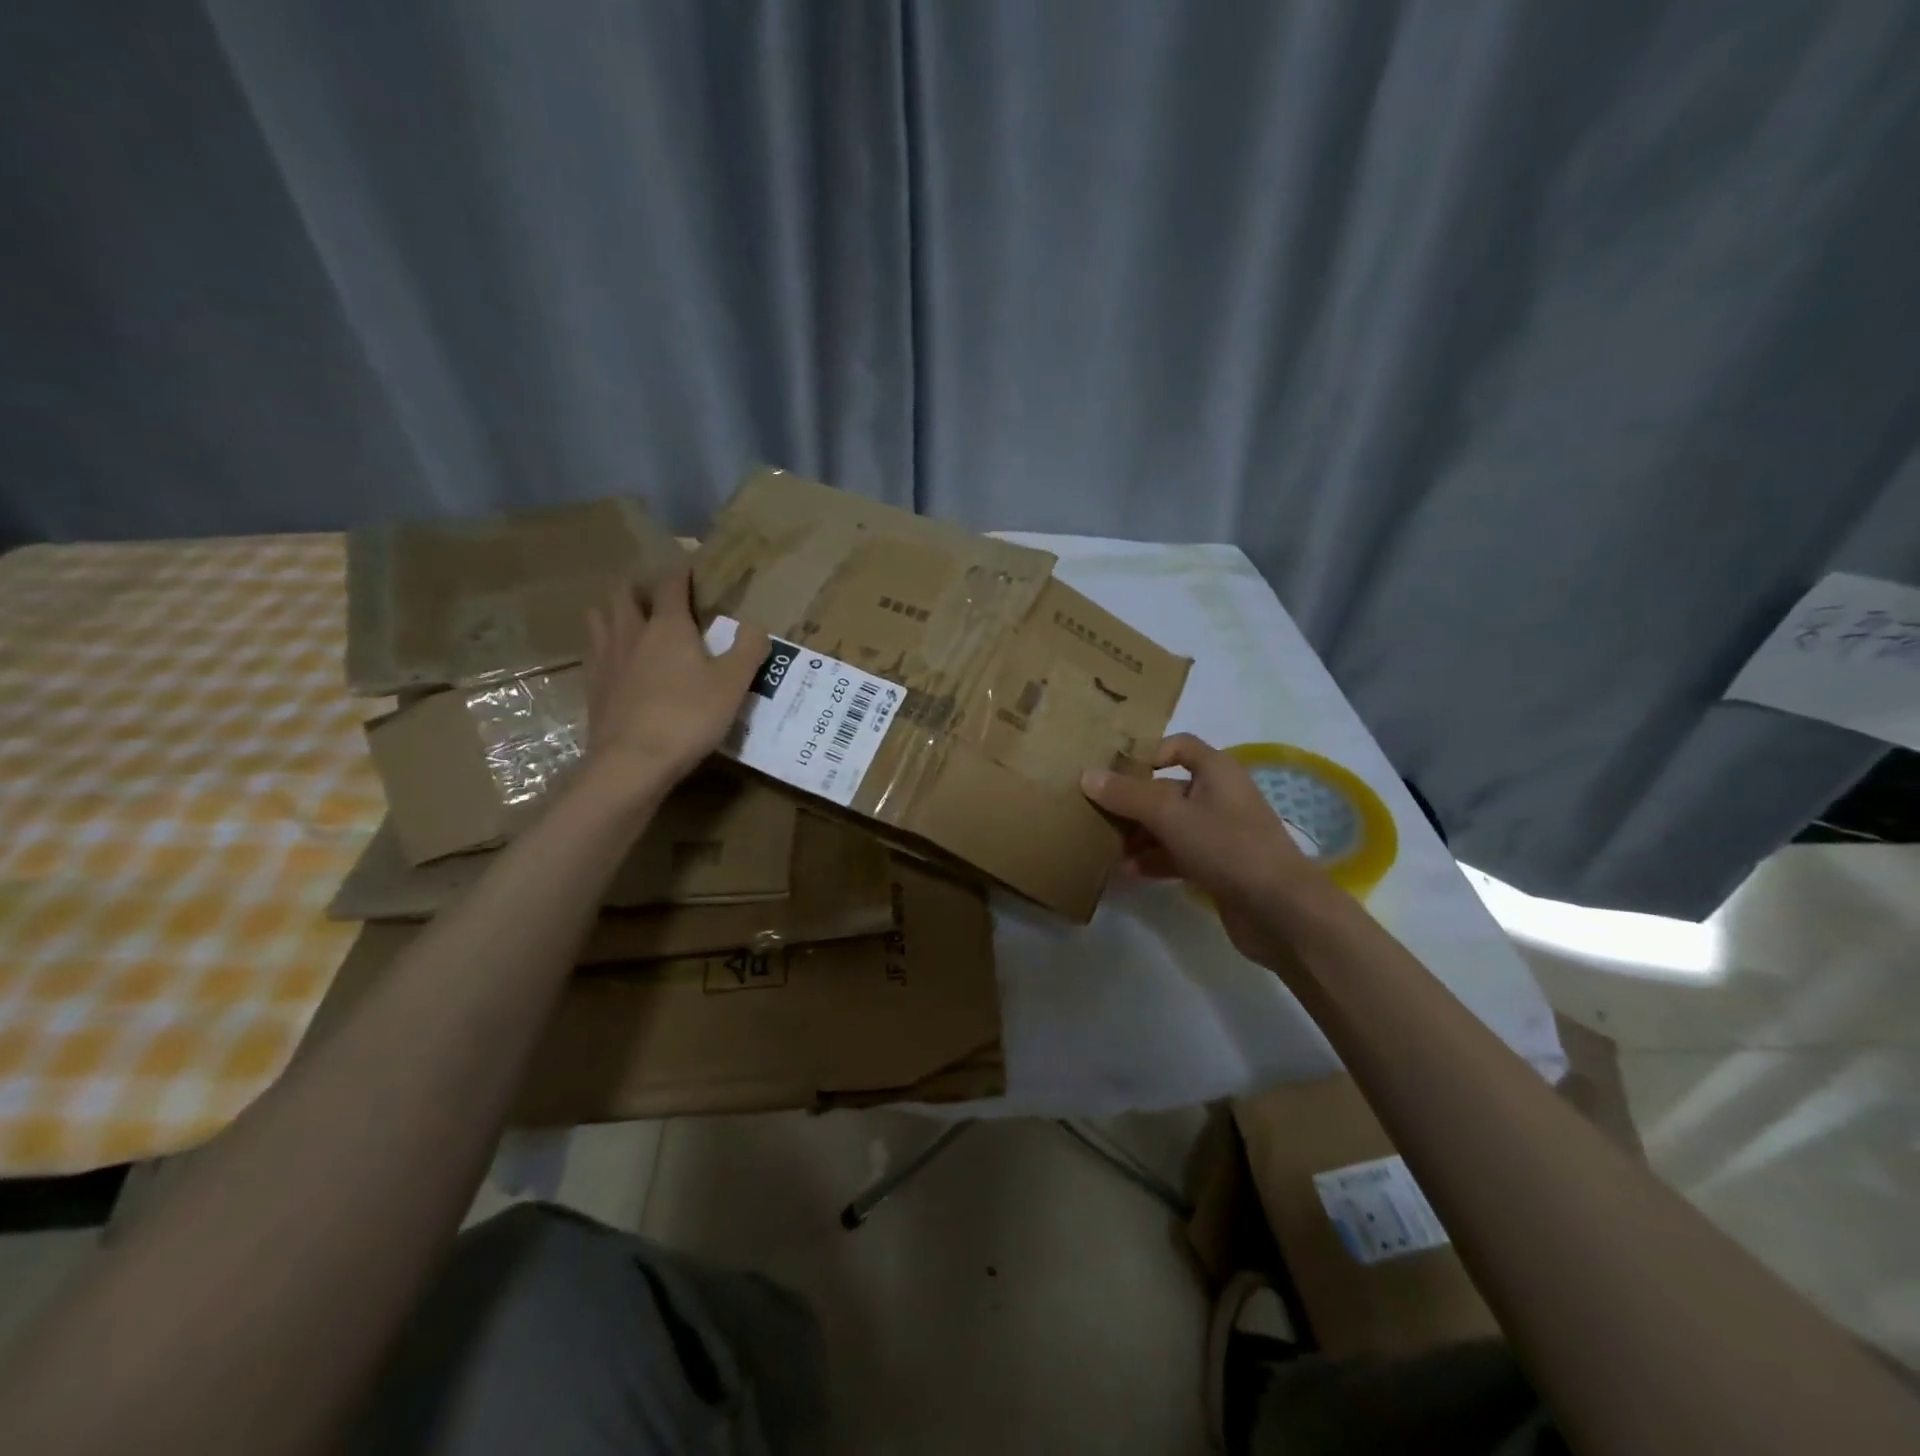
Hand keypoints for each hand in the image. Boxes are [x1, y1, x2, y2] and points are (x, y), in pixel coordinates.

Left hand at [582, 567, 767, 801]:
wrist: (633, 763)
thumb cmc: (689, 717)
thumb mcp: (733, 684)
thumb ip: (749, 649)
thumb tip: (756, 625)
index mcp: (668, 627)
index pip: (671, 585)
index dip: (681, 573)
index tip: (690, 567)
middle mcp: (631, 634)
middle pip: (624, 595)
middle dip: (640, 588)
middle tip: (658, 596)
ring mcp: (606, 661)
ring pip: (600, 620)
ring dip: (614, 614)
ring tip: (631, 623)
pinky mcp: (594, 689)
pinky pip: (594, 655)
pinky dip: (606, 649)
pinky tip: (618, 665)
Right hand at [1080, 734, 1322, 962]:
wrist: (1281, 912)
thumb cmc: (1229, 847)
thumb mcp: (1171, 816)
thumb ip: (1128, 795)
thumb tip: (1086, 775)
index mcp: (1217, 771)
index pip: (1178, 746)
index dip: (1147, 754)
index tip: (1112, 773)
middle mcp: (1219, 796)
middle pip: (1166, 789)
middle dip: (1131, 802)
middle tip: (1094, 814)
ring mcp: (1220, 834)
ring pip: (1169, 825)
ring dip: (1138, 835)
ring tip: (1103, 848)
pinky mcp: (1218, 867)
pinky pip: (1177, 855)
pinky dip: (1153, 860)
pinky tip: (1126, 873)